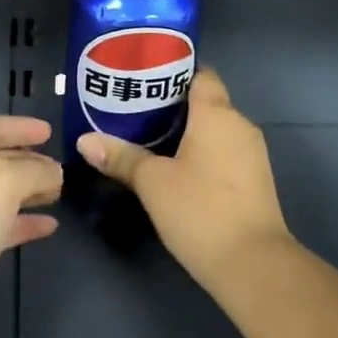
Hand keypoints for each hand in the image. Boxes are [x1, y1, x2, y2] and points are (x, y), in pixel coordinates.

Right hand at [77, 68, 291, 286]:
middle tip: (133, 109)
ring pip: (214, 129)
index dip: (173, 72)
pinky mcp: (254, 180)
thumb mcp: (152, 182)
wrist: (253, 264)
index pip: (201, 74)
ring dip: (186, 131)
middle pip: (206, 101)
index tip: (143, 78)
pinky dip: (200, 152)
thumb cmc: (200, 210)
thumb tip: (84, 139)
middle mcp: (239, 125)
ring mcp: (251, 154)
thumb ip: (121, 156)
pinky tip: (174, 167)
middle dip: (172, 104)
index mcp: (217, 113)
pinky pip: (223, 152)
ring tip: (147, 137)